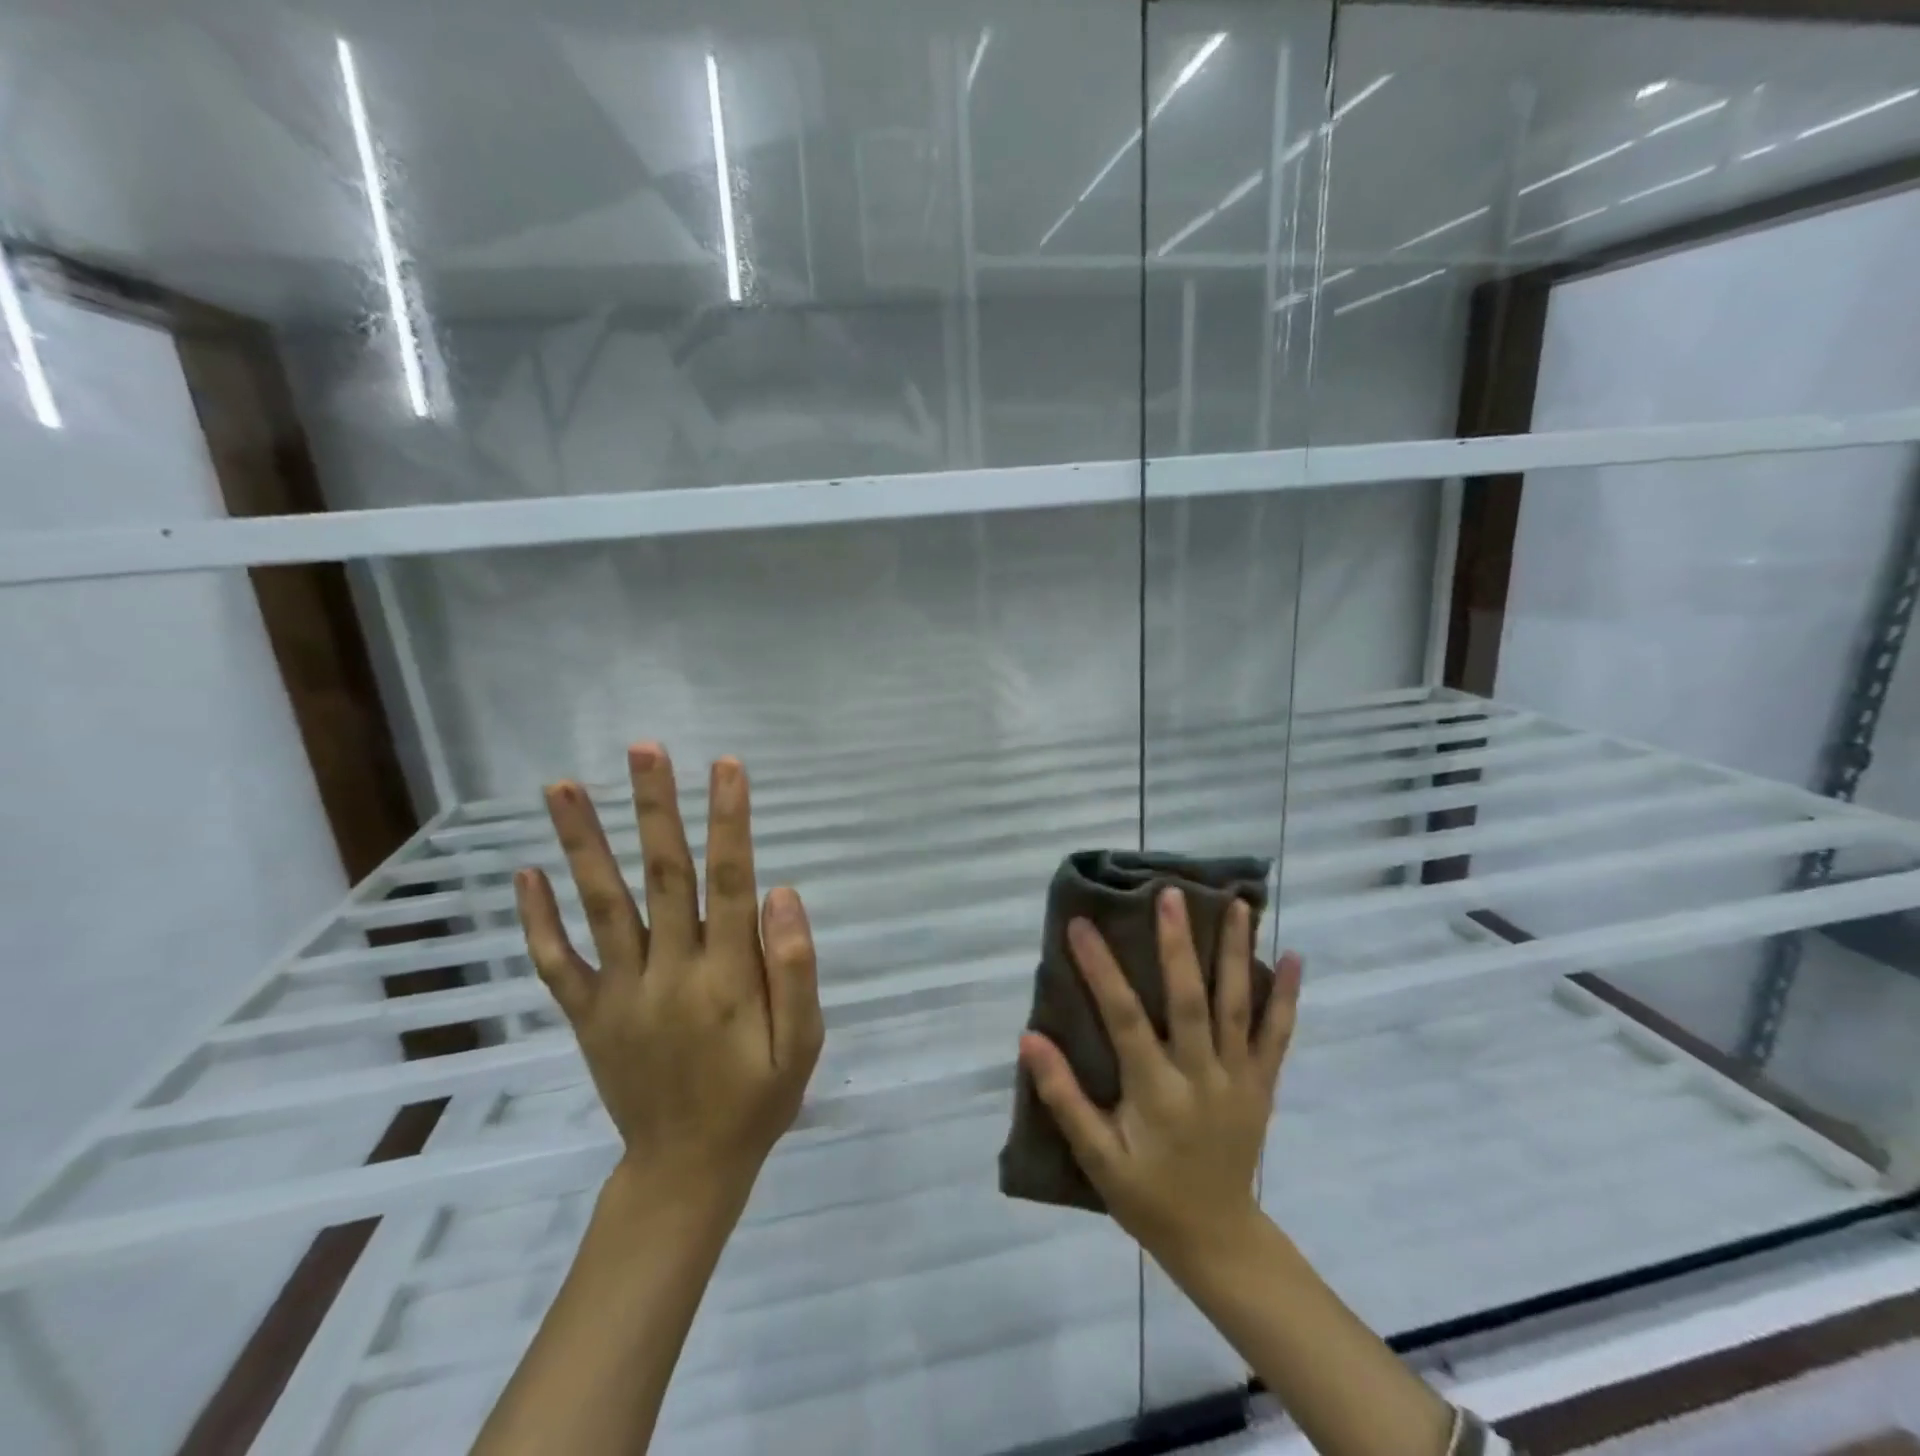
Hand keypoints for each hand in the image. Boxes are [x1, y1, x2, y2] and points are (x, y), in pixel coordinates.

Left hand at [514, 745, 823, 1206]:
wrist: (683, 1172)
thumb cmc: (756, 1100)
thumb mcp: (802, 1045)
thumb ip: (796, 970)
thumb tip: (783, 894)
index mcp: (727, 977)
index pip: (730, 881)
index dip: (729, 820)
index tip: (726, 765)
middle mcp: (669, 972)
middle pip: (662, 875)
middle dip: (655, 807)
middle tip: (643, 748)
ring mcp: (620, 993)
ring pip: (601, 905)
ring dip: (582, 842)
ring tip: (561, 786)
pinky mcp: (588, 1015)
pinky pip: (557, 962)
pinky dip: (538, 919)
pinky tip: (525, 874)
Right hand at [1019, 888, 1301, 1268]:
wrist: (1218, 1238)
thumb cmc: (1147, 1196)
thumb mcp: (1096, 1158)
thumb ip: (1064, 1097)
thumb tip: (1029, 1039)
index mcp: (1156, 1093)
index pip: (1124, 1019)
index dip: (1101, 969)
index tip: (1081, 924)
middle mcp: (1201, 1076)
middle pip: (1190, 1001)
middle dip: (1178, 944)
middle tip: (1170, 894)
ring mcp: (1238, 1078)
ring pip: (1238, 1006)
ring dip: (1235, 952)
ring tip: (1236, 904)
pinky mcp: (1262, 1084)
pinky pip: (1278, 1035)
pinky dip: (1286, 995)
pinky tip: (1292, 957)